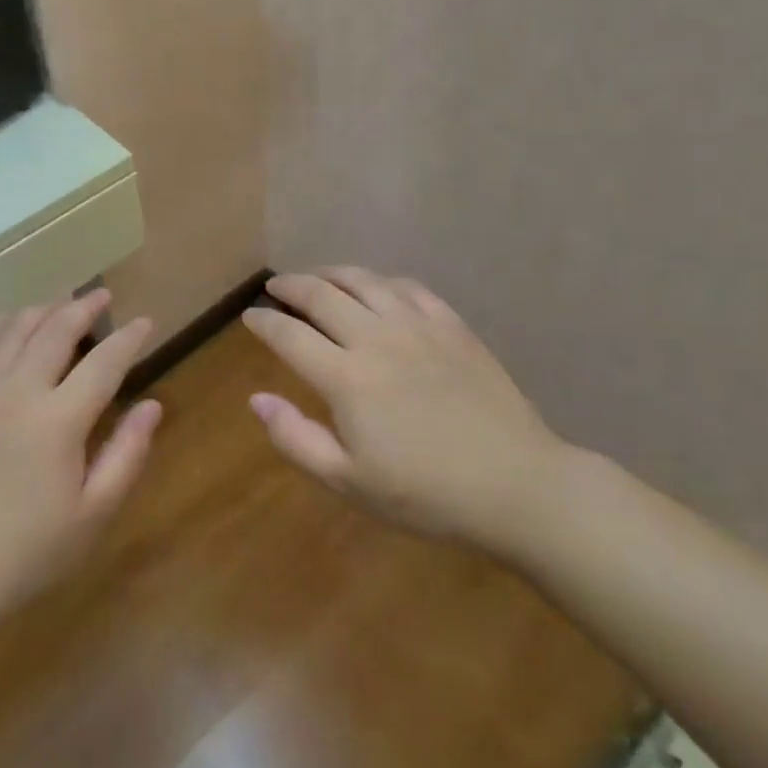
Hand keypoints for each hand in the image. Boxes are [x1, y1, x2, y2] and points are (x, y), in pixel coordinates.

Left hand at [0, 290, 159, 637]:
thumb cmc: (28, 549)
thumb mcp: (92, 514)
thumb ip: (127, 453)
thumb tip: (152, 405)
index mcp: (59, 420)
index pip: (104, 362)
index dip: (129, 338)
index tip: (145, 322)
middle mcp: (19, 390)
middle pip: (56, 330)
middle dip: (84, 307)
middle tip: (102, 296)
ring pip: (14, 329)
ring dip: (43, 309)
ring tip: (61, 304)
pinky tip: (8, 323)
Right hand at [241, 267, 569, 556]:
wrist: (517, 485)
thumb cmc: (427, 494)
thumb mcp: (349, 482)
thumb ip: (296, 438)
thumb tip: (256, 398)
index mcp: (346, 377)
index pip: (289, 335)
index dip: (263, 322)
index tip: (249, 316)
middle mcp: (376, 338)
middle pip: (321, 295)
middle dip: (290, 286)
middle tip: (275, 287)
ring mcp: (417, 326)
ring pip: (363, 280)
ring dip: (330, 273)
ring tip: (316, 277)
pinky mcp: (452, 325)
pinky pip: (407, 287)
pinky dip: (380, 281)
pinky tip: (376, 288)